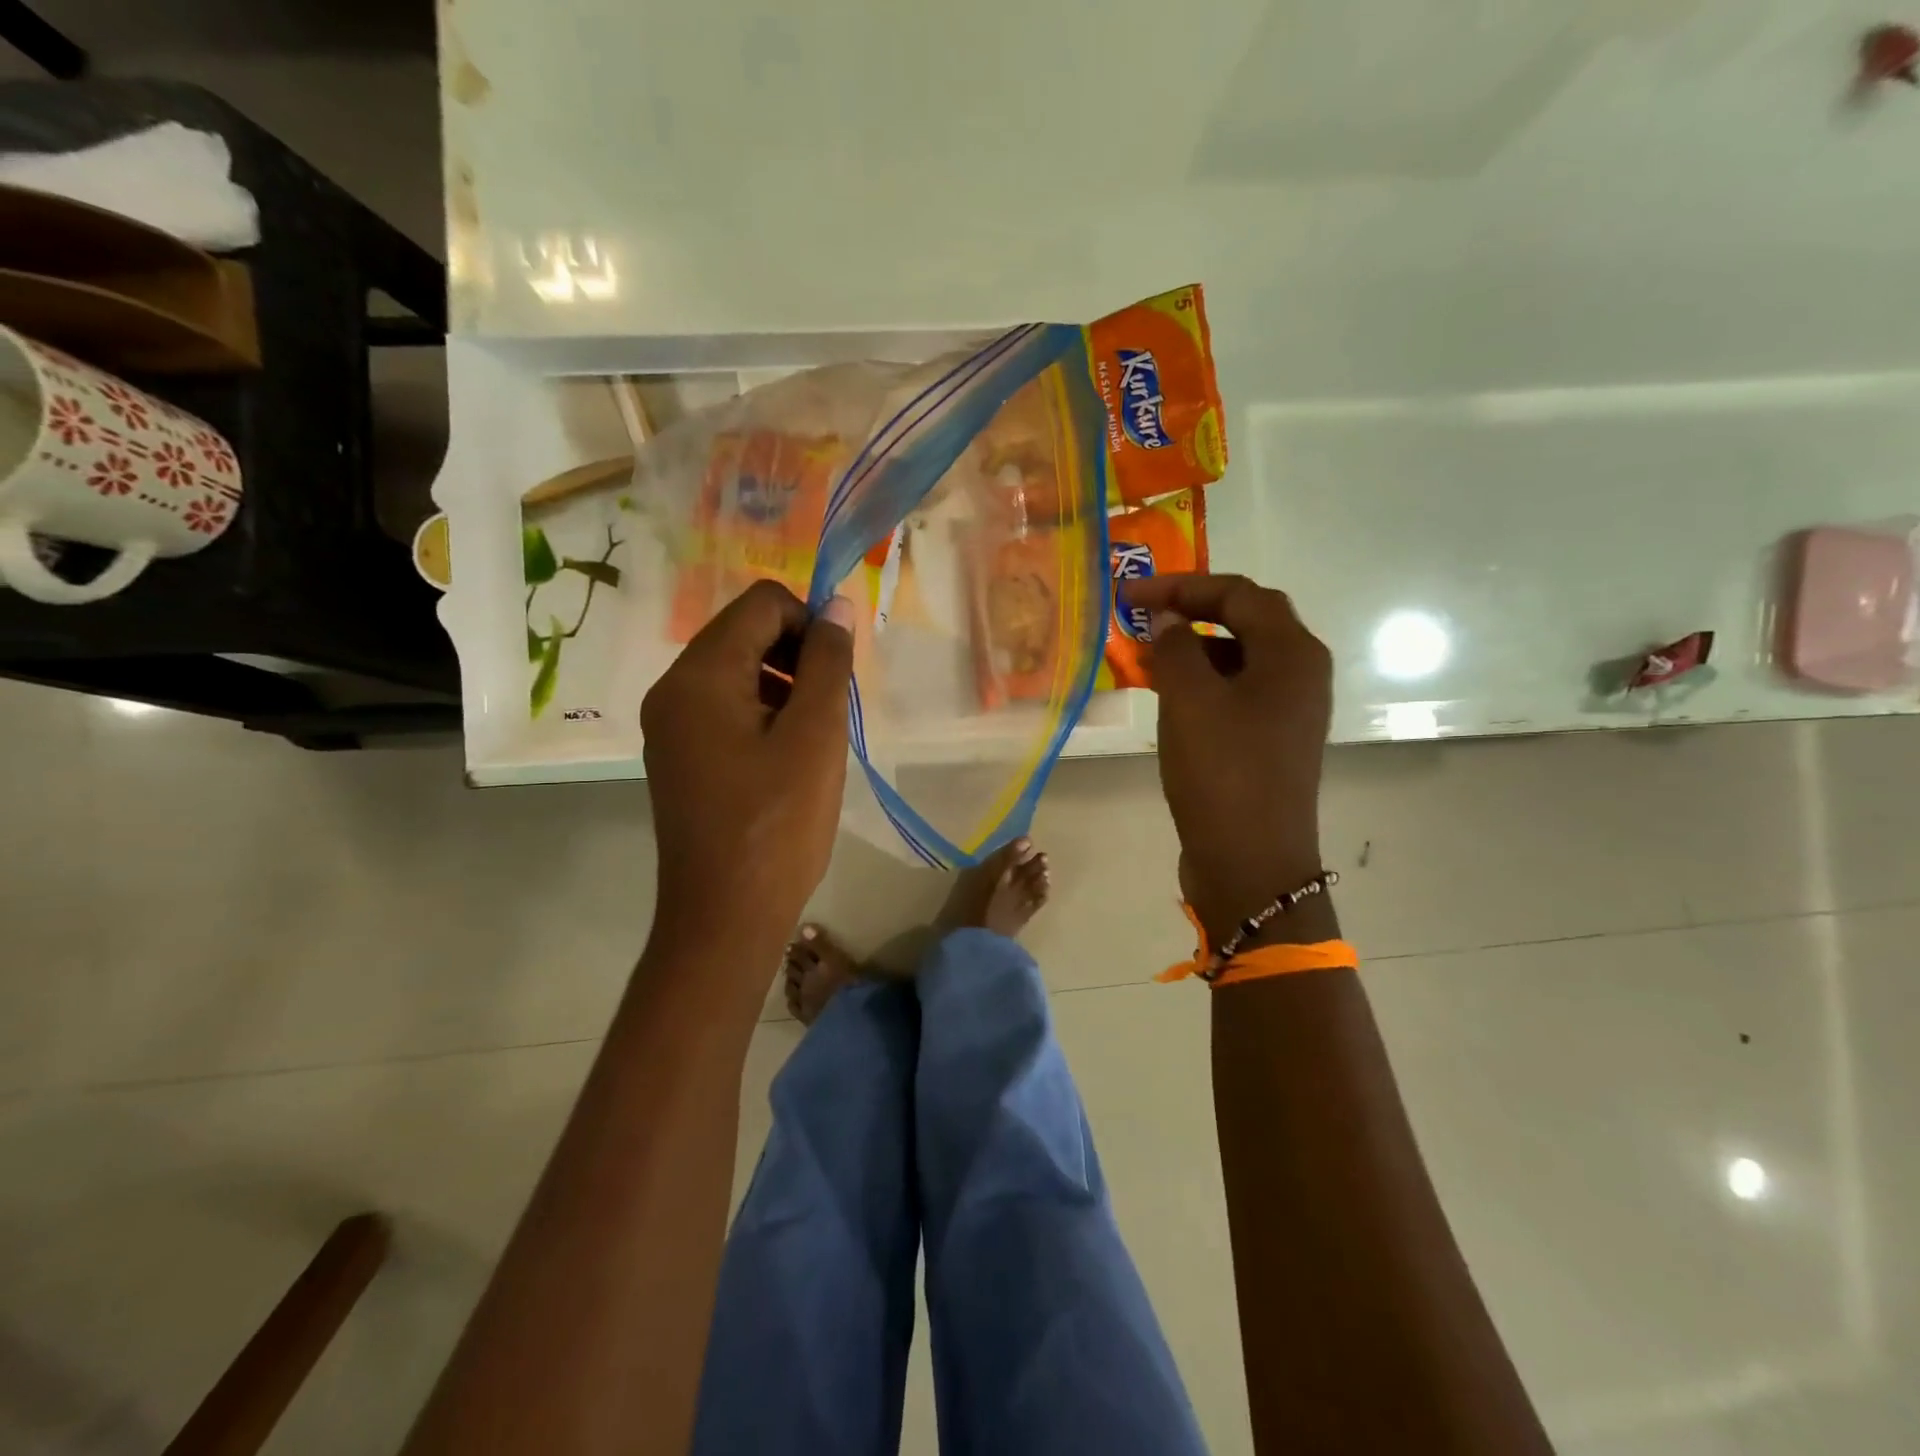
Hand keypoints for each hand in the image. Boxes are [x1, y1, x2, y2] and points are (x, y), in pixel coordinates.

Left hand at [641, 580, 855, 958]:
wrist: (725, 917)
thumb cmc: (777, 825)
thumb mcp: (815, 736)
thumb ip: (827, 662)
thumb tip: (835, 605)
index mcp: (699, 676)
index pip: (762, 604)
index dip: (810, 623)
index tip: (837, 674)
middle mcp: (672, 689)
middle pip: (744, 632)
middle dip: (797, 654)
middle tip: (829, 708)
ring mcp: (670, 725)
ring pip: (736, 670)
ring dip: (783, 684)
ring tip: (812, 736)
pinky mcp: (679, 755)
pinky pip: (724, 707)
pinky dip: (762, 712)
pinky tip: (787, 757)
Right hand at [1119, 573, 1333, 946]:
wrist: (1251, 862)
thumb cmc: (1223, 772)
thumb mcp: (1190, 701)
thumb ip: (1175, 649)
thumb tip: (1168, 622)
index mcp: (1292, 654)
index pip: (1239, 594)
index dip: (1182, 586)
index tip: (1131, 595)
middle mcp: (1300, 674)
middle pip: (1245, 620)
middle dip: (1190, 611)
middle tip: (1142, 616)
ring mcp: (1287, 711)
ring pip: (1238, 658)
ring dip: (1192, 648)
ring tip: (1145, 653)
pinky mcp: (1269, 741)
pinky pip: (1233, 692)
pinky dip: (1199, 682)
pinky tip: (1165, 694)